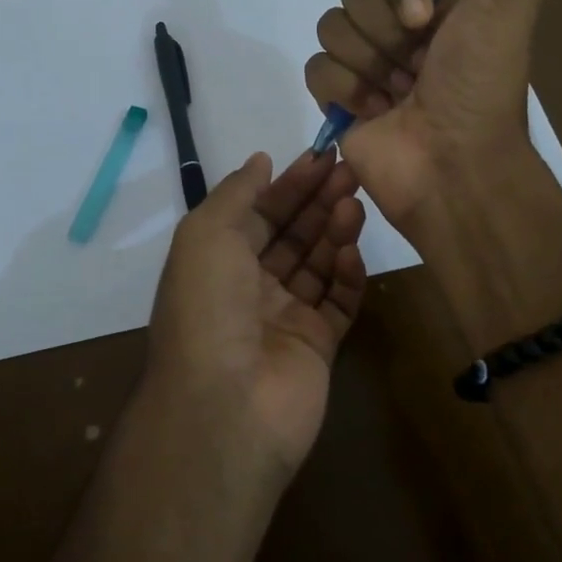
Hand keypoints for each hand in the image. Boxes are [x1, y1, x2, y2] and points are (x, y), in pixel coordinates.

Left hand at [145, 149, 366, 479]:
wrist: (226, 405)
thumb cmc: (208, 307)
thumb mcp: (206, 235)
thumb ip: (237, 194)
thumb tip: (260, 161)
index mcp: (218, 261)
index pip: (260, 213)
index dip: (289, 184)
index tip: (323, 156)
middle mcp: (250, 287)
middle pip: (292, 235)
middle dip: (318, 201)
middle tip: (351, 172)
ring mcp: (285, 318)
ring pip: (317, 264)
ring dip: (335, 231)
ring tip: (355, 203)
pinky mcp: (317, 346)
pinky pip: (338, 302)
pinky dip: (347, 275)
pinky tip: (353, 251)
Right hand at [304, 0, 543, 229]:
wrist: (454, 168)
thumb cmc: (481, 86)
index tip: (426, 18)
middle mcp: (400, 23)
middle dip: (386, 31)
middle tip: (416, 65)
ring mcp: (366, 61)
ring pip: (331, 26)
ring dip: (368, 64)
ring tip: (398, 95)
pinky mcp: (337, 97)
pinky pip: (315, 67)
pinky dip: (344, 91)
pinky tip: (373, 113)